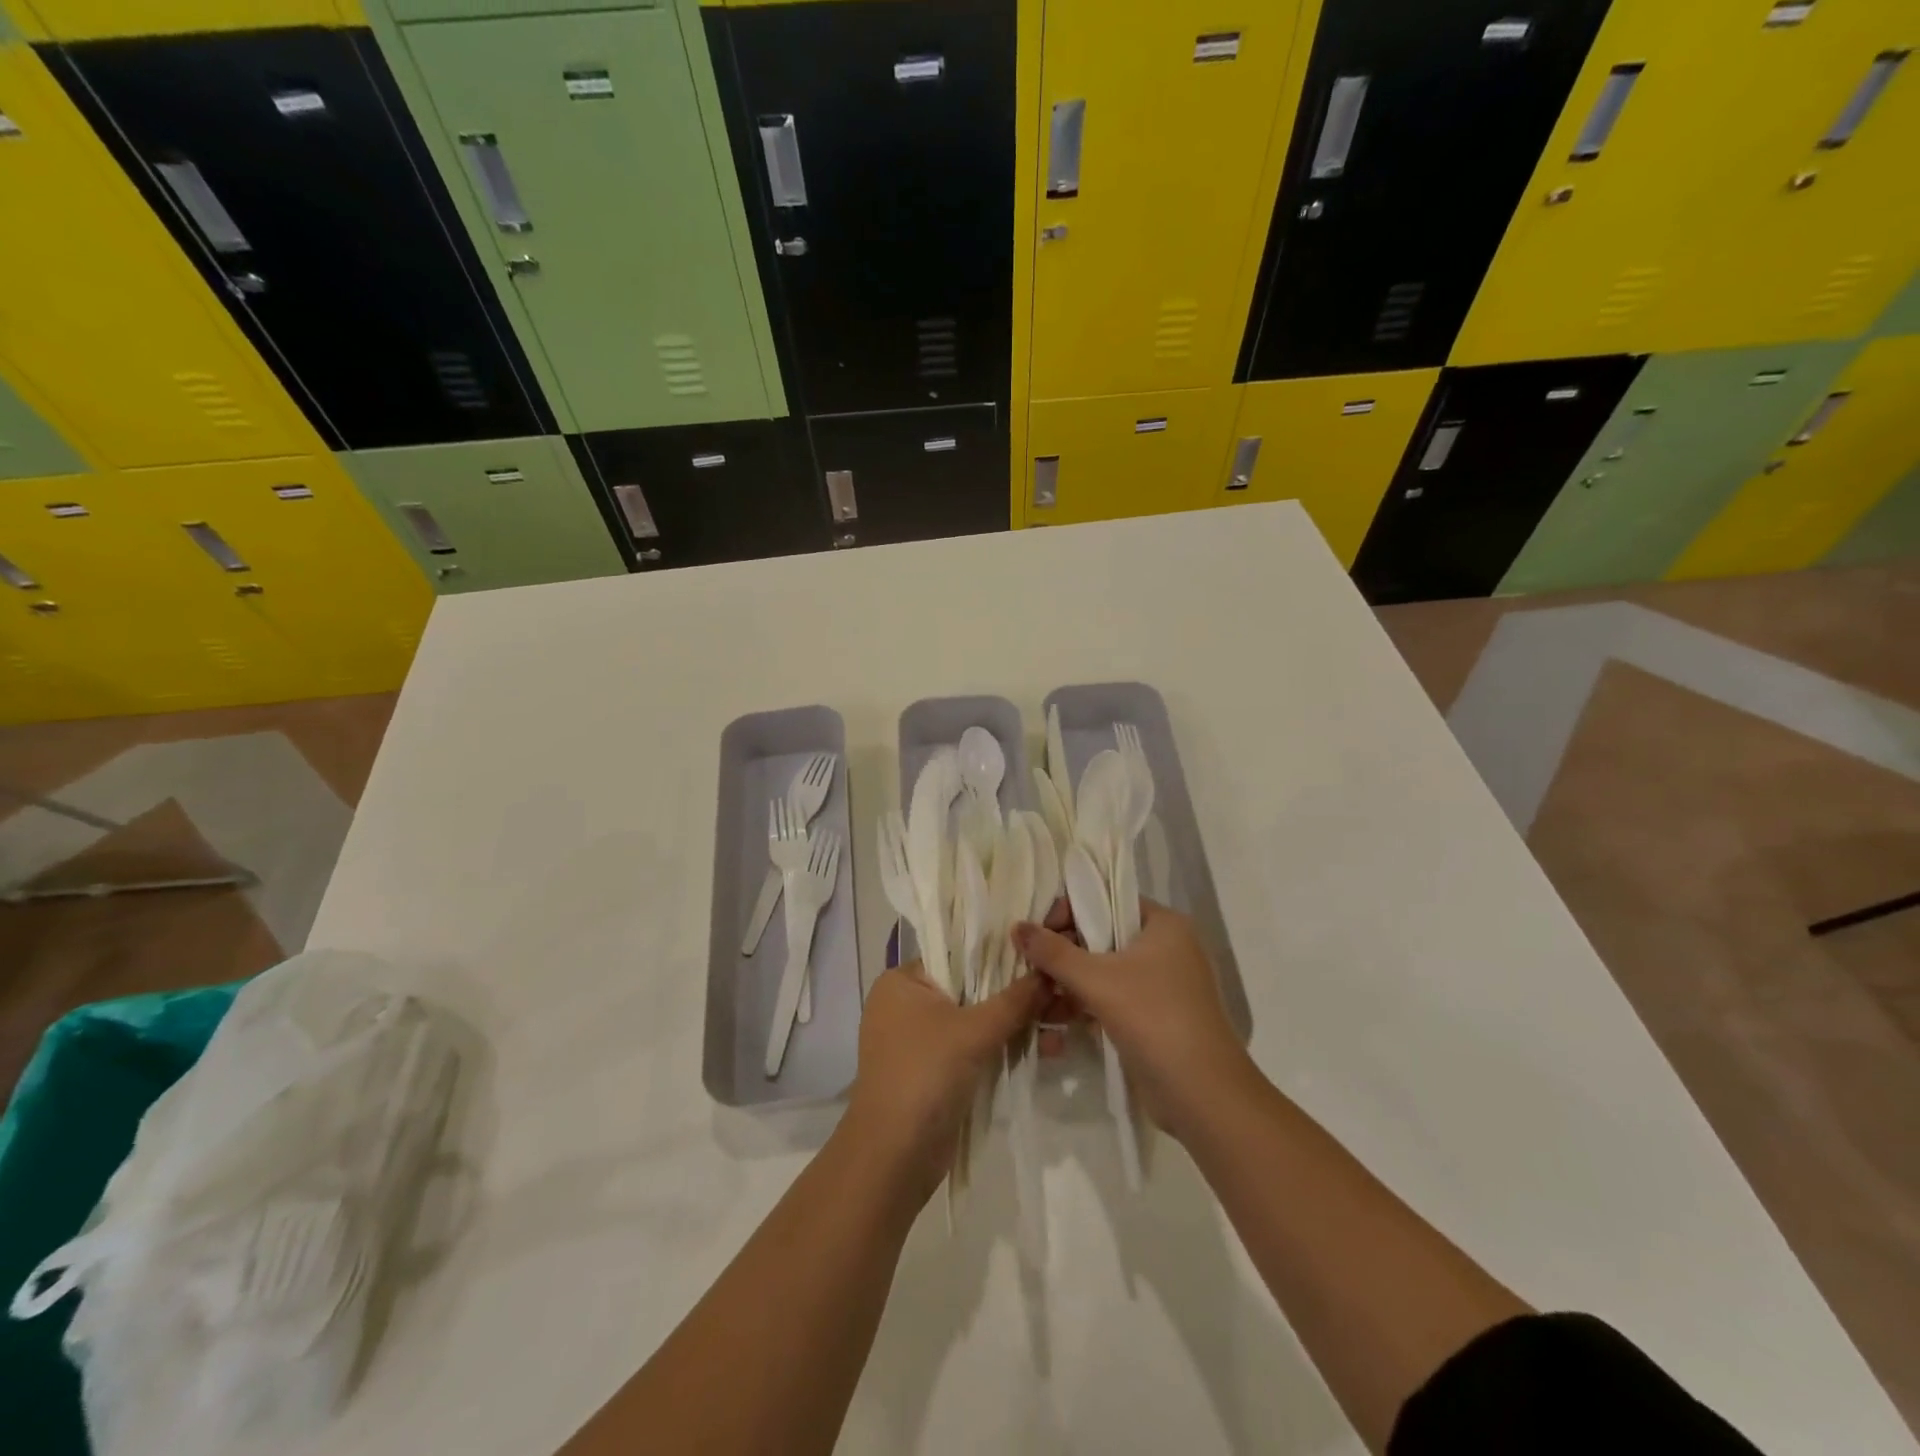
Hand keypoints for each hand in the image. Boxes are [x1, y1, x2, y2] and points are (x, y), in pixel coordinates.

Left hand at [843, 964, 1043, 1202]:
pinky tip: (1044, 1049)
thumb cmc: (926, 1075)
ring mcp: (919, 1040)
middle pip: (971, 989)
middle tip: (1061, 995)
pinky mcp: (934, 1071)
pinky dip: (1003, 1047)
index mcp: (902, 981)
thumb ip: (1015, 999)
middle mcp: (906, 1004)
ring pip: (976, 1020)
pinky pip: (974, 1048)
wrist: (894, 1158)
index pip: (958, 954)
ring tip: (1061, 1026)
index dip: (1001, 955)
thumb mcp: (975, 1031)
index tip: (1042, 958)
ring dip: (1016, 1024)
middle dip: (1016, 995)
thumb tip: (1050, 971)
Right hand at [1013, 901, 1251, 1141]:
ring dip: (1071, 983)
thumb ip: (1054, 952)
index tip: (1038, 935)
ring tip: (1036, 997)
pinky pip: (1113, 999)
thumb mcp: (1097, 980)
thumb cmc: (1153, 1018)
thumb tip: (1017, 927)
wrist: (1203, 1095)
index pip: (1107, 901)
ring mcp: (1162, 985)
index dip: (1069, 912)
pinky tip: (1055, 1021)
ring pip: (1105, 971)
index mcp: (1163, 924)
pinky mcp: (1155, 1017)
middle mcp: (1166, 947)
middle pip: (1103, 937)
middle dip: (1065, 953)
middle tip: (1031, 967)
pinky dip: (1087, 1005)